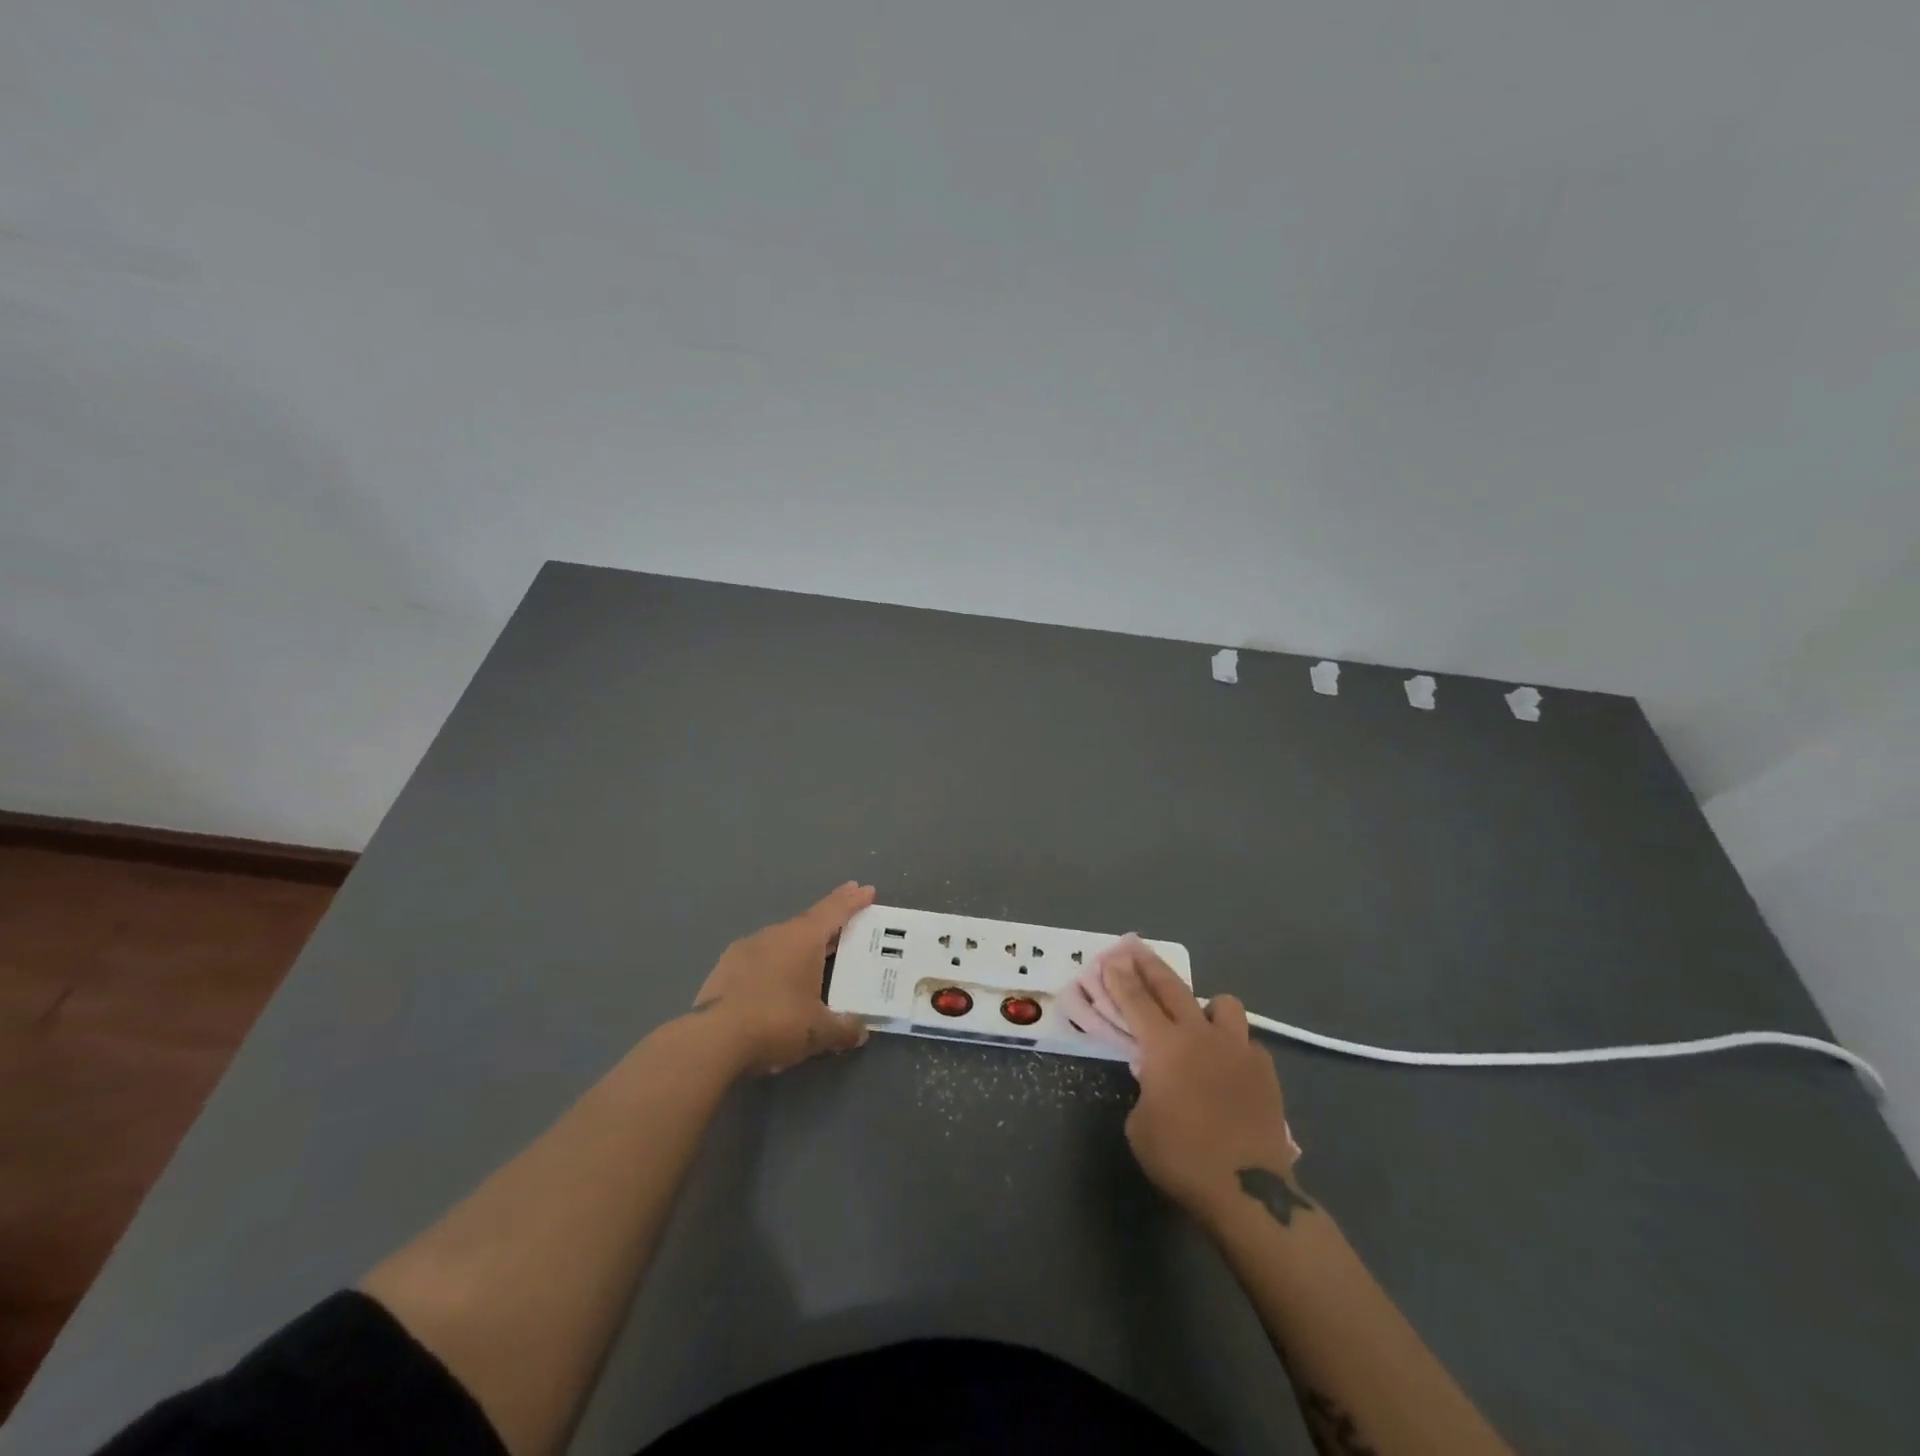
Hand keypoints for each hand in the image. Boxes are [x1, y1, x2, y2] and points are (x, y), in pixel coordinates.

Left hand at [691, 882, 874, 1075]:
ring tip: (813, 959)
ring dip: (800, 945)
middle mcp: (775, 934)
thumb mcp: (819, 1031)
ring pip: (782, 940)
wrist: (712, 1040)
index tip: (866, 889)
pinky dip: (776, 964)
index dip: (852, 901)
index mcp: (803, 938)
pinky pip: (761, 958)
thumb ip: (844, 1028)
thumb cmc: (776, 1023)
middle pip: (809, 922)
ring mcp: (746, 949)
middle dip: (829, 921)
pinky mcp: (724, 968)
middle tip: (847, 922)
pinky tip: (777, 982)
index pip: (834, 911)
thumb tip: (861, 1031)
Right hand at [1070, 935, 1301, 1222]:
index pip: (1135, 1000)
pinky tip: (1228, 1067)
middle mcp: (1200, 1035)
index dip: (1119, 978)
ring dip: (1205, 1006)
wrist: (1247, 1190)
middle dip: (1149, 966)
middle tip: (1134, 947)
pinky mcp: (1265, 1070)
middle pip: (1172, 987)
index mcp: (1164, 1046)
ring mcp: (1238, 1049)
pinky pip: (1246, 1043)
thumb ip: (1145, 1088)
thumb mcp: (1140, 1124)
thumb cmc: (1182, 1157)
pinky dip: (1233, 1047)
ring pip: (1223, 1004)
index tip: (1109, 957)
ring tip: (1197, 1021)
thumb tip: (1157, 1079)